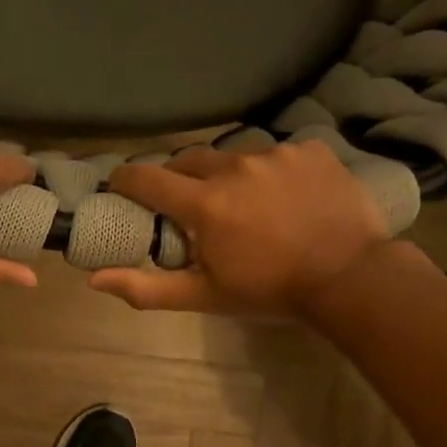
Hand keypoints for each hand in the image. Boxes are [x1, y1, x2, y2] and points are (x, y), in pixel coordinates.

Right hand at [88, 140, 394, 317]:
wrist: (351, 277)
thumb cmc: (271, 291)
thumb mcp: (205, 296)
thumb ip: (147, 287)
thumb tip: (95, 279)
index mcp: (205, 204)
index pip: (148, 179)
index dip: (126, 180)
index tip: (120, 185)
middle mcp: (235, 167)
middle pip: (188, 160)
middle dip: (177, 178)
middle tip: (185, 203)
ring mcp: (276, 154)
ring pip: (234, 156)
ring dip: (227, 175)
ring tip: (244, 202)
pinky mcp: (311, 150)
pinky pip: (277, 154)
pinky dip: (271, 172)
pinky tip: (286, 197)